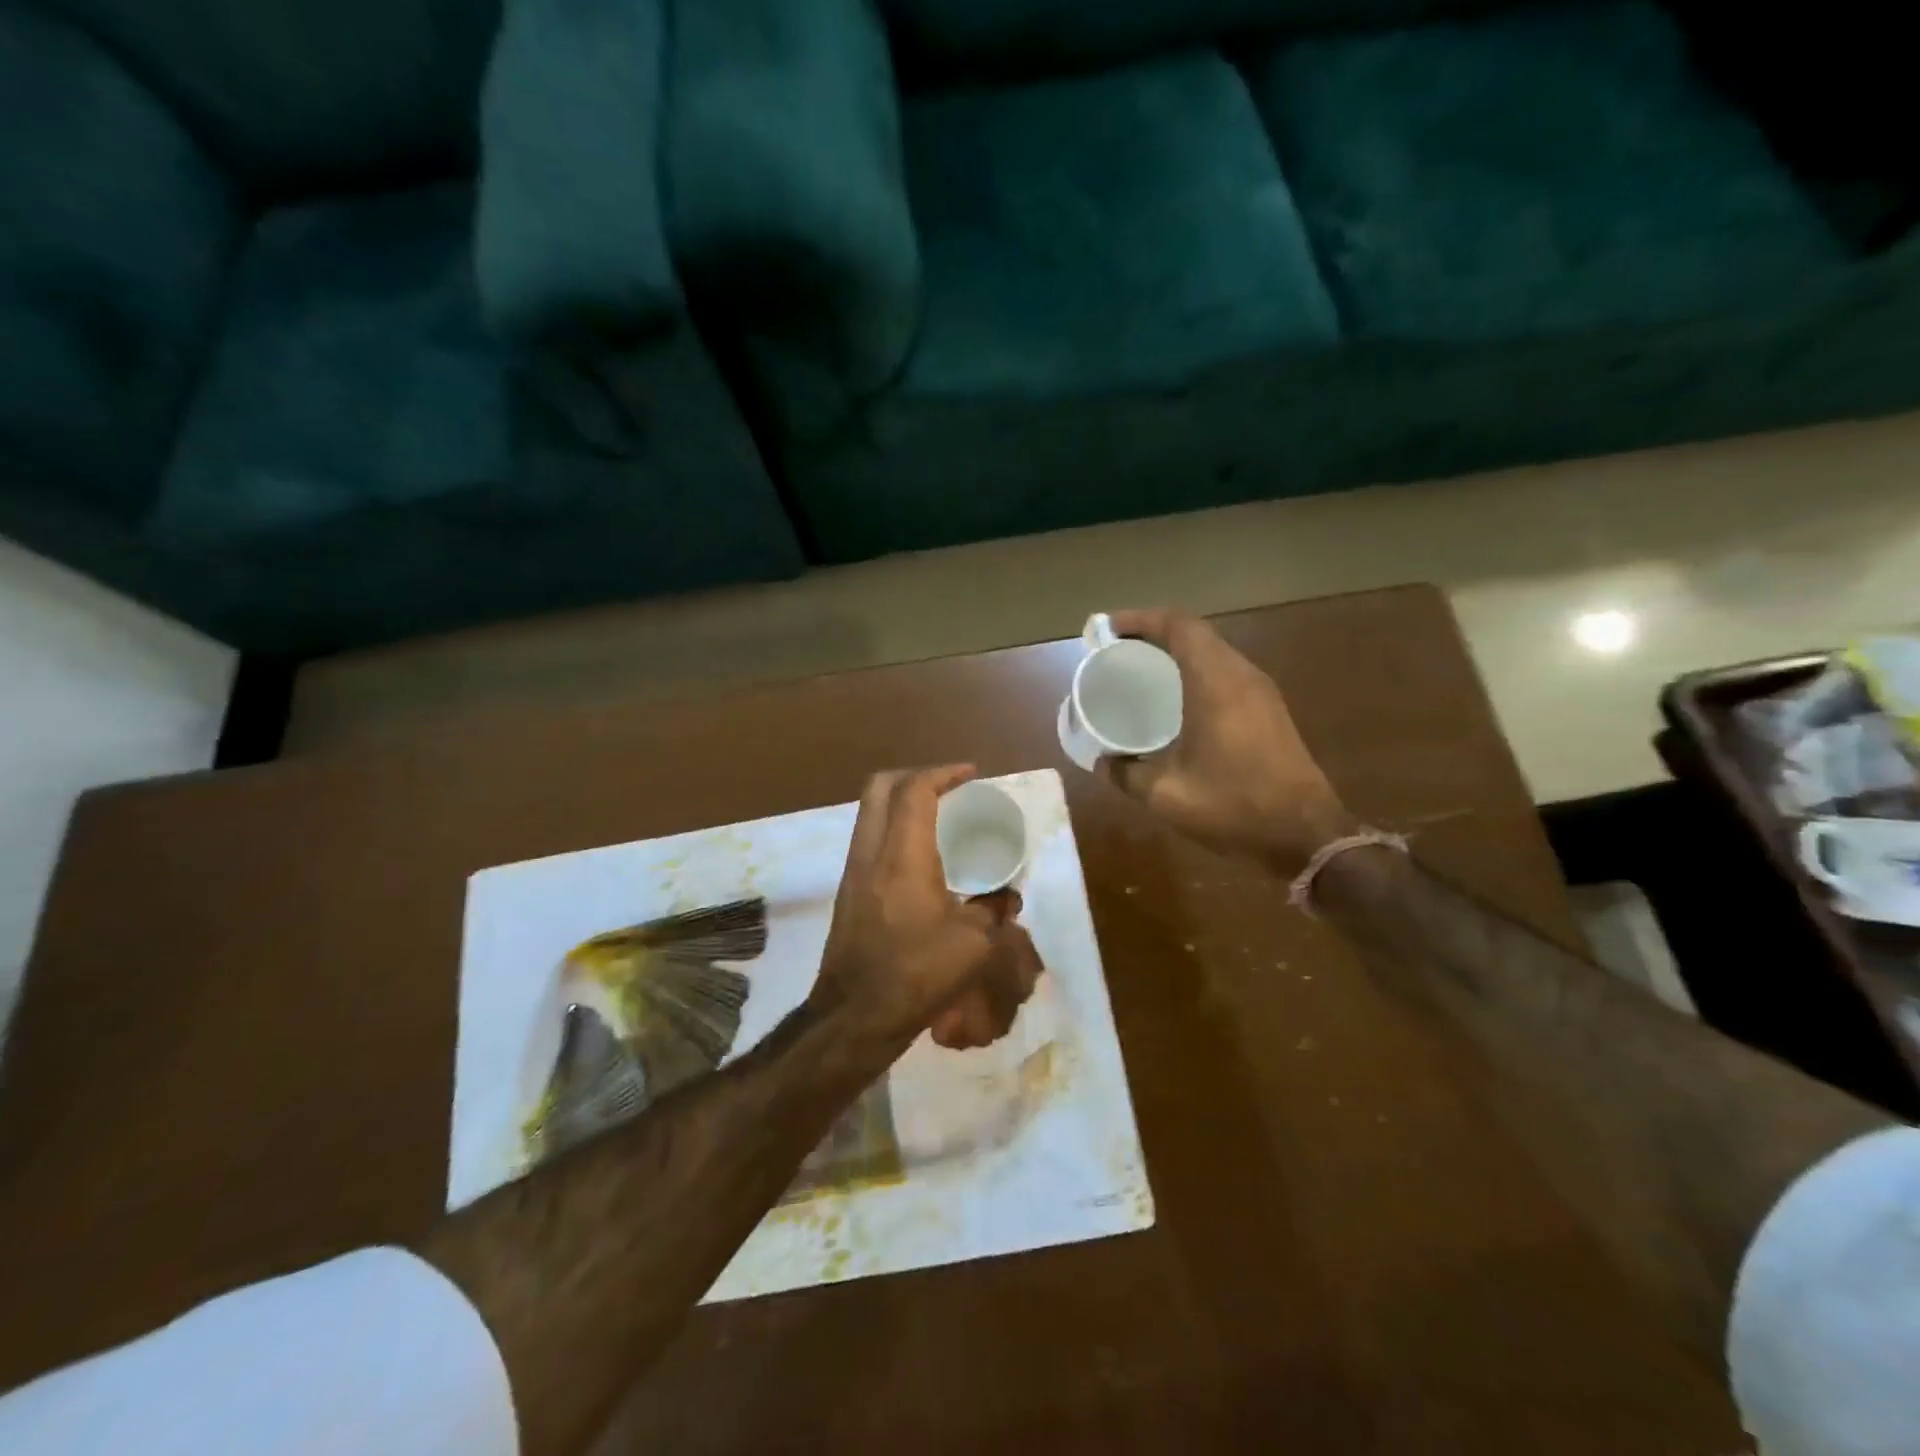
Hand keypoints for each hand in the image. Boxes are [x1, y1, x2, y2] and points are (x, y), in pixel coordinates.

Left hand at [811, 765, 1044, 1055]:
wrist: (855, 1015)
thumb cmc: (917, 973)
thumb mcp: (975, 945)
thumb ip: (995, 912)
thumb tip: (1008, 898)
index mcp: (902, 855)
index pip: (915, 790)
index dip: (943, 773)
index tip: (971, 775)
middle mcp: (870, 852)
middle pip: (880, 787)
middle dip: (915, 776)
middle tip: (949, 788)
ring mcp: (852, 871)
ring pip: (869, 812)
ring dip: (901, 802)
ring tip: (937, 816)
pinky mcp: (847, 891)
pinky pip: (868, 838)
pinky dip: (893, 828)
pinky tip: (920, 856)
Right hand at [1095, 609, 1354, 875]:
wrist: (1305, 835)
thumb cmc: (1233, 806)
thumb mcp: (1166, 795)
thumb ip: (1126, 773)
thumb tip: (1102, 762)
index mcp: (1216, 683)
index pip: (1179, 626)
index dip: (1141, 619)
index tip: (1108, 630)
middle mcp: (1241, 676)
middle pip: (1196, 633)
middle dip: (1154, 634)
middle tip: (1118, 650)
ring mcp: (1261, 692)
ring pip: (1214, 652)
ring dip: (1177, 652)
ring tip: (1142, 671)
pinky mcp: (1270, 710)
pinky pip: (1226, 673)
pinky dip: (1196, 672)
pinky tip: (1177, 701)